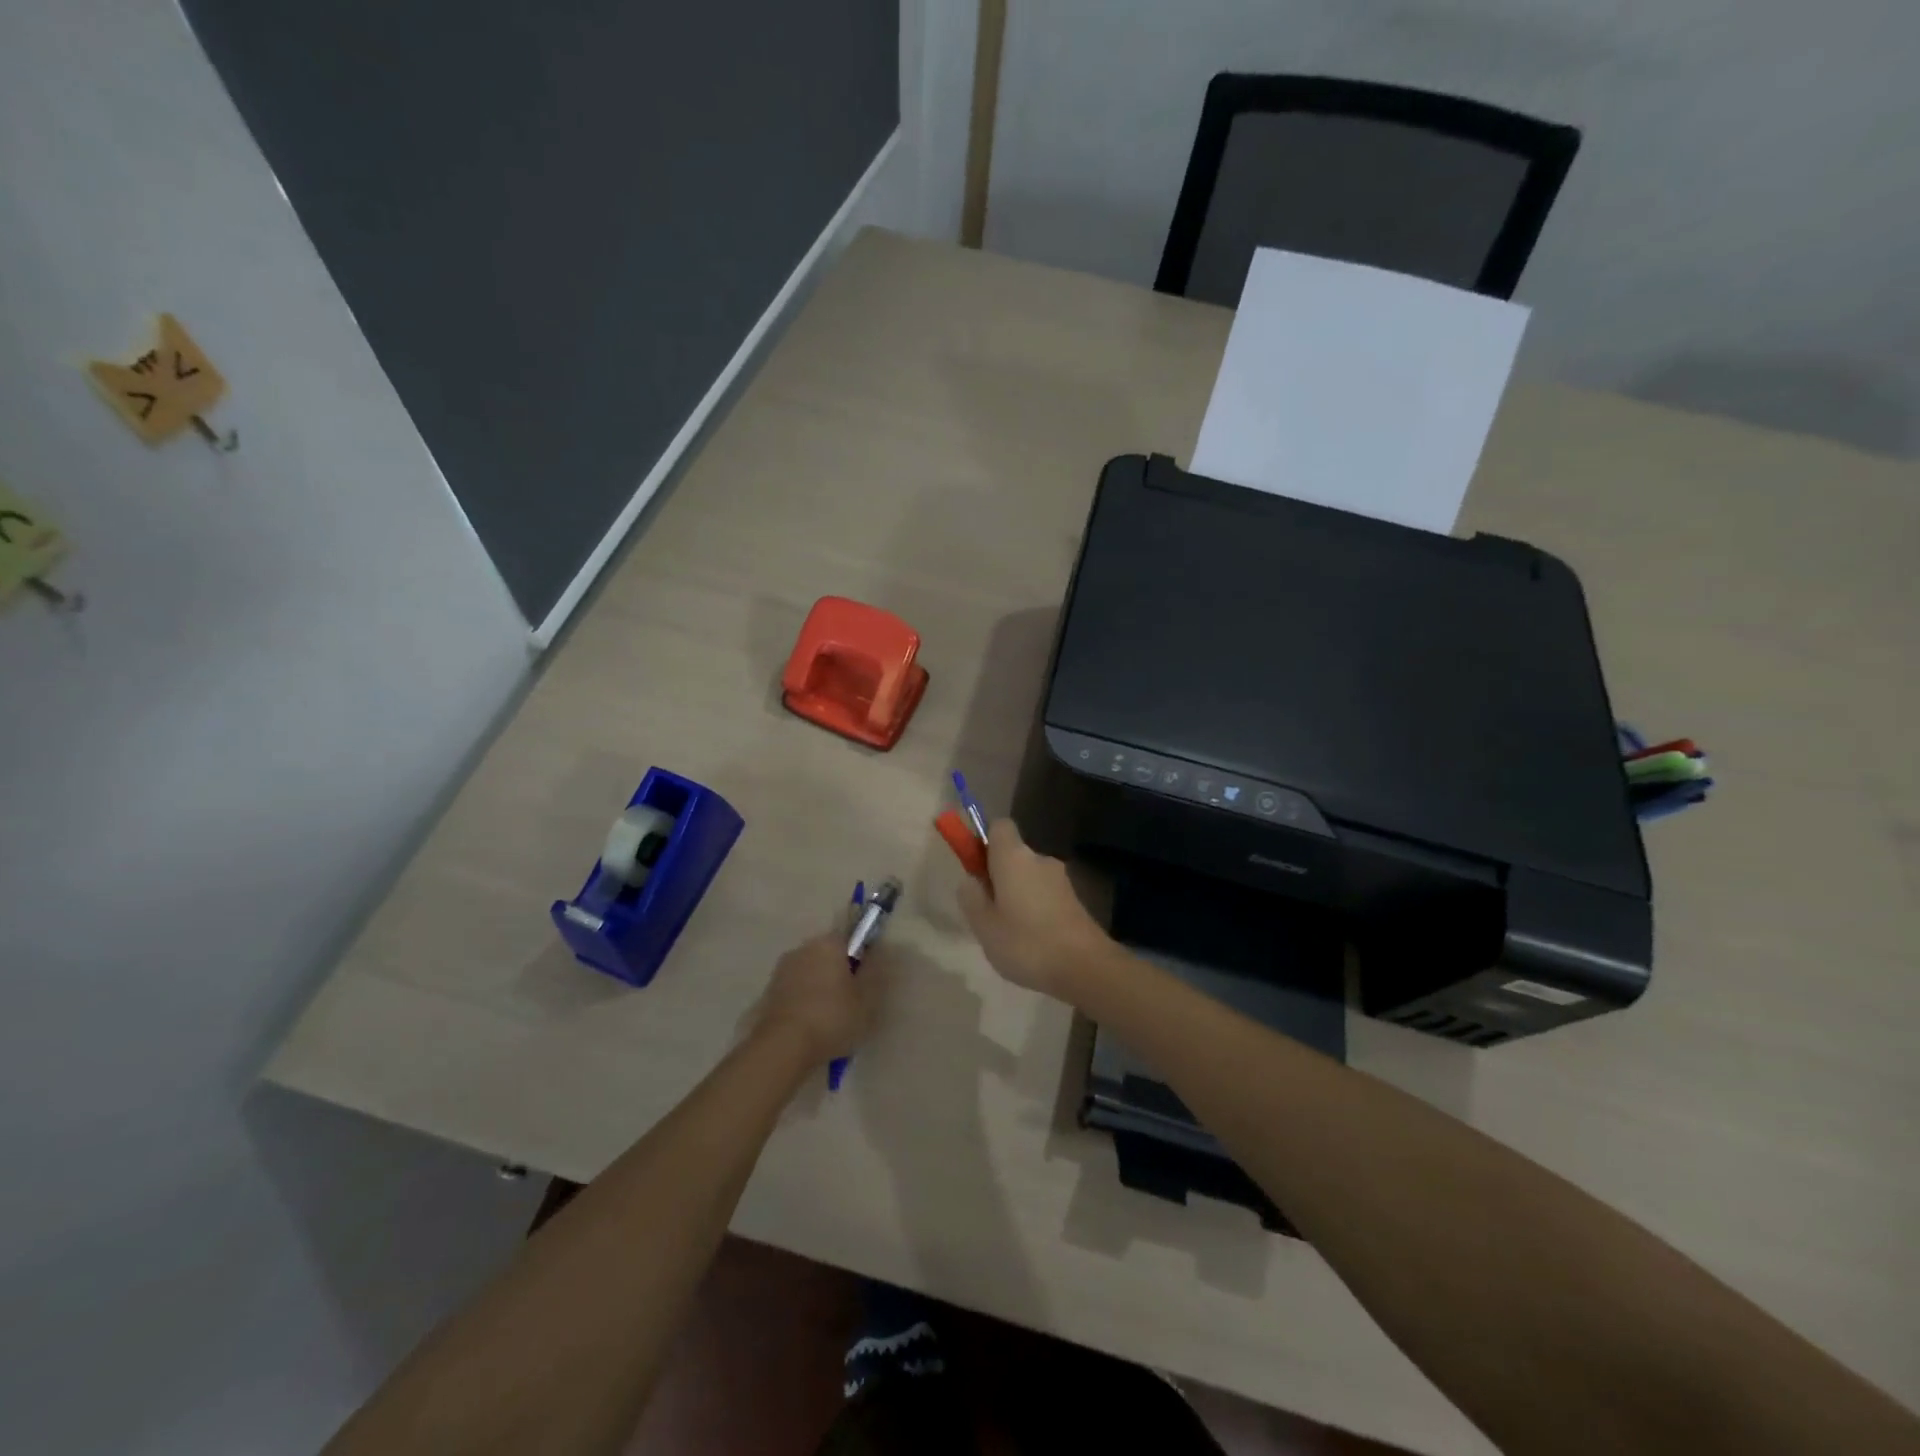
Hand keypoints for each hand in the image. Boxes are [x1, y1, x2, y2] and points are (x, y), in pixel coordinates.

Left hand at [753, 930, 884, 1065]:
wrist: (782, 1047)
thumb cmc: (831, 1018)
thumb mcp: (866, 998)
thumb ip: (874, 970)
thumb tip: (878, 950)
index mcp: (829, 943)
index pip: (851, 938)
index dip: (862, 958)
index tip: (865, 982)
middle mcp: (803, 948)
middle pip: (829, 955)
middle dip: (840, 973)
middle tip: (851, 1002)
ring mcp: (783, 969)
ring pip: (811, 972)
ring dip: (821, 987)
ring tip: (830, 1019)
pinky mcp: (769, 991)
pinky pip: (795, 989)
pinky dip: (804, 1000)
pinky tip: (810, 1025)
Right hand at [957, 818, 1111, 998]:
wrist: (1085, 967)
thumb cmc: (1026, 943)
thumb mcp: (984, 925)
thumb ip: (971, 897)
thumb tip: (971, 879)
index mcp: (1014, 857)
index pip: (998, 826)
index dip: (983, 841)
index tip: (975, 868)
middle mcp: (1039, 859)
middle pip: (1013, 854)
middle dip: (998, 875)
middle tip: (987, 911)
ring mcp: (1061, 879)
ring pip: (1029, 877)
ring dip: (1017, 895)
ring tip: (1009, 932)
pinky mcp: (1074, 899)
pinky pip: (1044, 894)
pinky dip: (1035, 909)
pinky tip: (1032, 940)